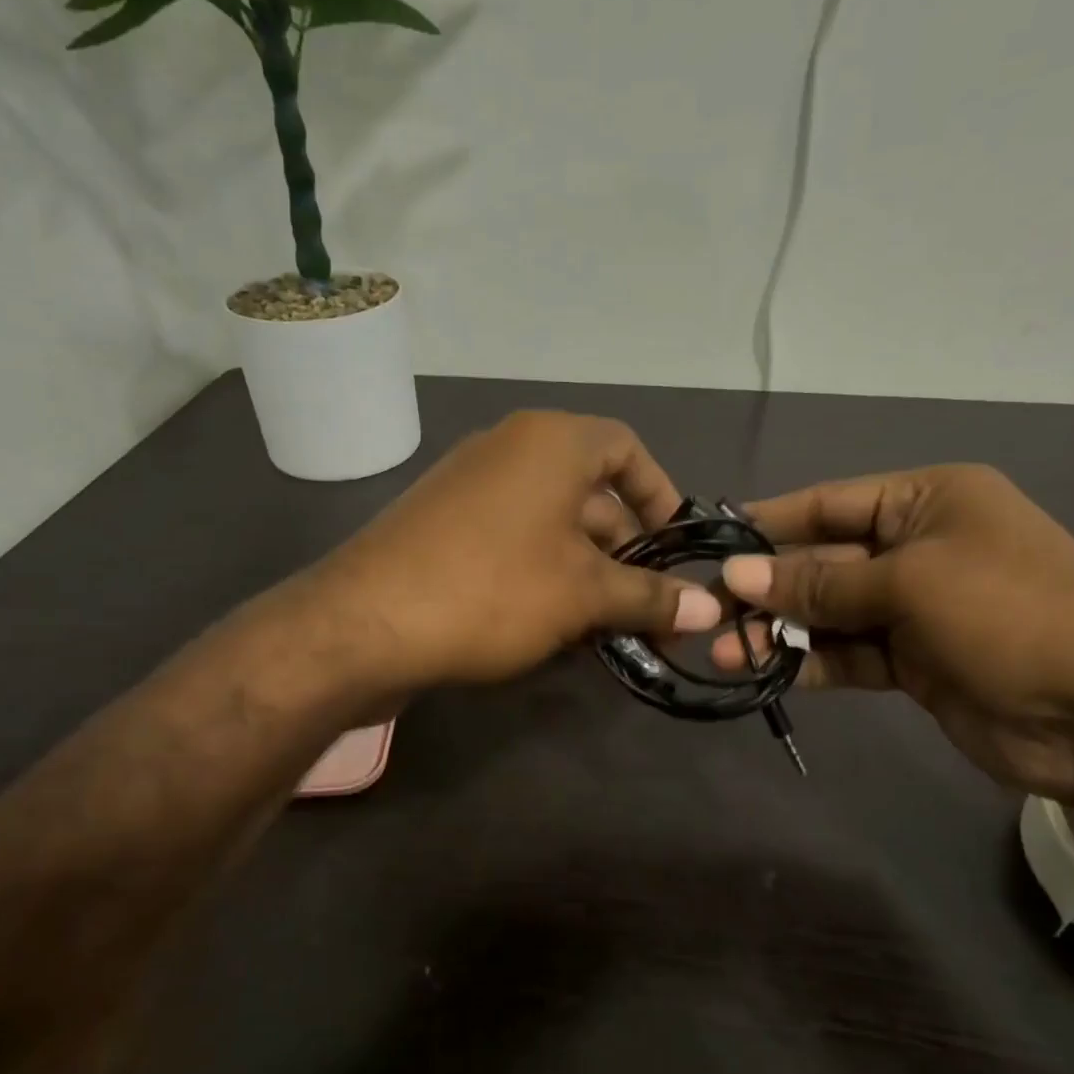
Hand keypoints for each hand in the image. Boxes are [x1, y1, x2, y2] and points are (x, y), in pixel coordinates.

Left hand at [311, 411, 721, 690]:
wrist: (364, 624)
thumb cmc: (493, 589)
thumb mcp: (583, 594)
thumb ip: (650, 597)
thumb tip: (710, 612)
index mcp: (551, 442)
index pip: (627, 449)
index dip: (661, 496)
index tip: (676, 548)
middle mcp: (510, 450)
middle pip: (592, 495)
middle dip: (627, 555)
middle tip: (651, 611)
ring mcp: (471, 488)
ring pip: (553, 526)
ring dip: (589, 575)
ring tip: (610, 631)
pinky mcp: (444, 527)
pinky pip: (515, 542)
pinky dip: (545, 577)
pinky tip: (557, 630)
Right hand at [710, 465, 1073, 799]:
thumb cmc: (1009, 614)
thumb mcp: (909, 583)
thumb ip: (819, 581)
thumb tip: (738, 573)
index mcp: (928, 502)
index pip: (830, 503)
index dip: (770, 522)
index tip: (713, 542)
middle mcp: (918, 548)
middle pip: (824, 560)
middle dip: (769, 586)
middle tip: (707, 610)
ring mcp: (916, 609)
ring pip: (831, 613)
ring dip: (780, 629)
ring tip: (723, 649)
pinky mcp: (915, 663)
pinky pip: (849, 654)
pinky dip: (810, 662)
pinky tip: (765, 670)